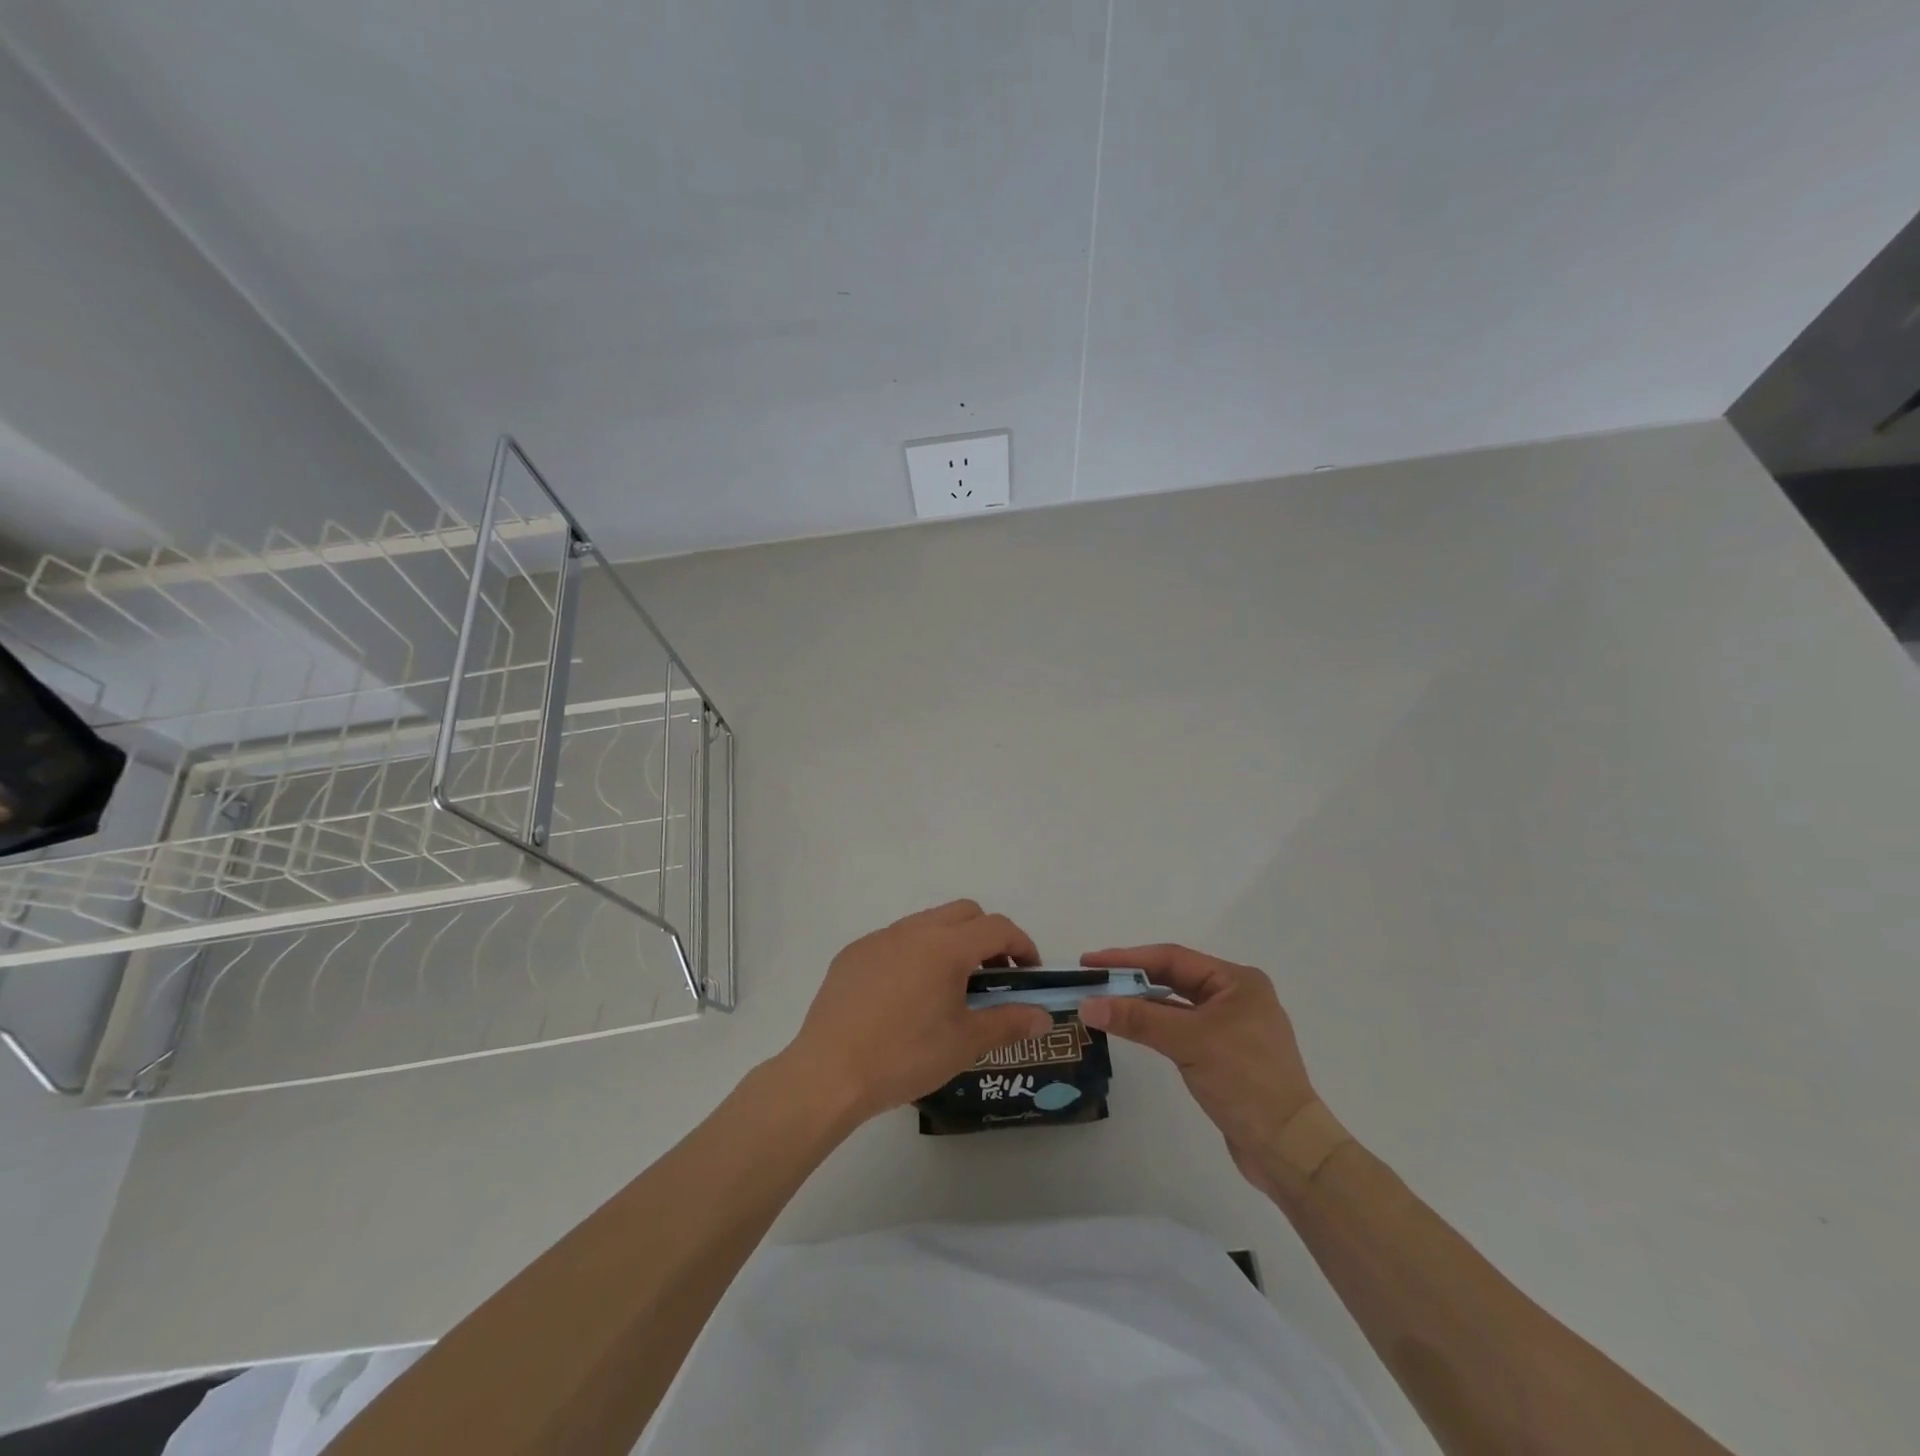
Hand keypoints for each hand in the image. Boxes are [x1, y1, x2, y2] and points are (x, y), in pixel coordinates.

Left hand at [783, 901, 1054, 1124]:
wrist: (829, 1073)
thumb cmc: (905, 1056)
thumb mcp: (965, 1043)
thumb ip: (1009, 1023)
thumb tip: (1043, 1016)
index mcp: (946, 946)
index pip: (997, 927)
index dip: (1022, 944)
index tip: (1029, 972)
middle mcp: (913, 930)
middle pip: (964, 913)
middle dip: (987, 936)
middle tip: (993, 977)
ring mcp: (879, 938)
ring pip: (927, 923)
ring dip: (950, 942)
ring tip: (950, 988)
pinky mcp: (853, 954)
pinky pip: (895, 940)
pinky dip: (914, 954)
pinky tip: (905, 996)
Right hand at [1079, 945, 1317, 1193]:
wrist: (1289, 1149)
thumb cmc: (1244, 1081)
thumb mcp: (1188, 1042)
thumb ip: (1137, 1019)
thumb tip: (1087, 1005)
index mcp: (1237, 981)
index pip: (1172, 958)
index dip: (1128, 958)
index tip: (1089, 961)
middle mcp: (1236, 997)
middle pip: (1174, 978)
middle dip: (1132, 979)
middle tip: (1091, 980)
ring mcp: (1232, 1027)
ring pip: (1176, 1005)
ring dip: (1141, 1004)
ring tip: (1103, 1002)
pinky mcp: (1225, 1055)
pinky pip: (1182, 1029)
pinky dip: (1155, 1026)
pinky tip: (1131, 1029)